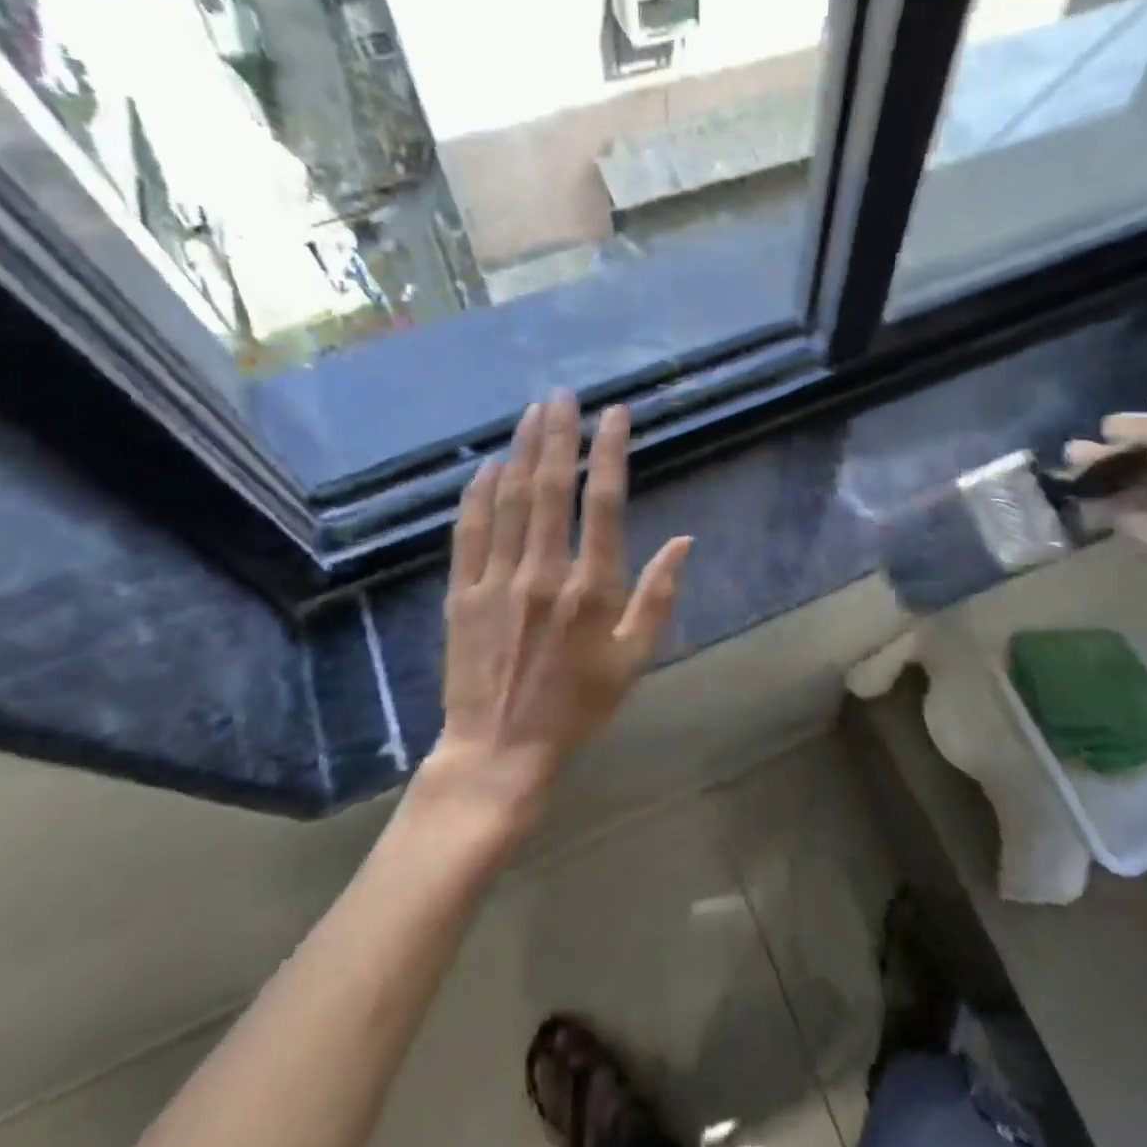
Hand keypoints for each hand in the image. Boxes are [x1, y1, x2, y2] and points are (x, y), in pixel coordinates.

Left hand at [421, 392, 691, 831]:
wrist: (500, 751)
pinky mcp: (463, 593)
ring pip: (510, 500)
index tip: (615, 415)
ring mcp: (497, 580)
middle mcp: (543, 573)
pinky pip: (469, 532)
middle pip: (551, 488)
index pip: (604, 503)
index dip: (609, 452)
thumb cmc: (578, 706)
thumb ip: (659, 597)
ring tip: (531, 412)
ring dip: (522, 451)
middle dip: (559, 434)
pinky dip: (478, 493)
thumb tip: (684, 541)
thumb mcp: (634, 660)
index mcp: (591, 588)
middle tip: (563, 395)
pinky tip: (487, 465)